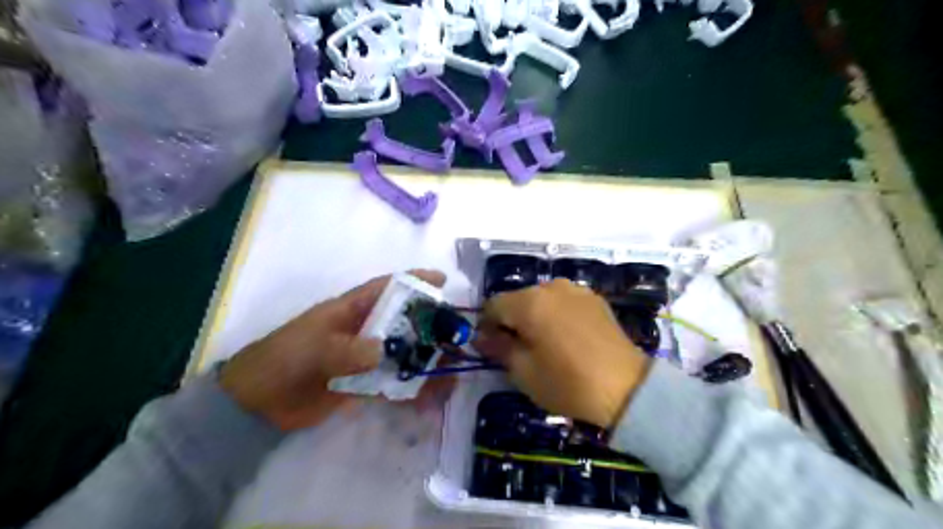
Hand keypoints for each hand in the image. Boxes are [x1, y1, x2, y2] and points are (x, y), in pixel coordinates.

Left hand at [220, 268, 445, 429]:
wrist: (256, 405)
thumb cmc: (282, 361)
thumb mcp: (313, 350)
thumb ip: (348, 350)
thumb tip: (384, 351)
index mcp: (350, 310)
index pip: (387, 288)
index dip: (415, 281)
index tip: (443, 281)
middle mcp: (364, 330)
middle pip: (404, 321)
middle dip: (430, 326)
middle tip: (457, 335)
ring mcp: (365, 357)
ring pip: (403, 353)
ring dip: (426, 361)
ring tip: (452, 372)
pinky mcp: (363, 383)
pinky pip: (393, 383)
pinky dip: (411, 389)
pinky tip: (430, 398)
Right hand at [477, 278, 653, 426]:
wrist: (627, 388)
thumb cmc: (567, 383)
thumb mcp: (523, 372)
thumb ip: (498, 348)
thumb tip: (481, 337)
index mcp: (529, 302)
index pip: (493, 305)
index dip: (486, 325)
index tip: (491, 347)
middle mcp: (551, 287)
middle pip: (518, 299)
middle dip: (511, 320)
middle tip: (517, 349)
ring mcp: (576, 290)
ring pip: (541, 299)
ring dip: (534, 316)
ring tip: (544, 343)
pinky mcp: (595, 299)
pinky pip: (563, 301)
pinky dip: (556, 314)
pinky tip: (566, 338)